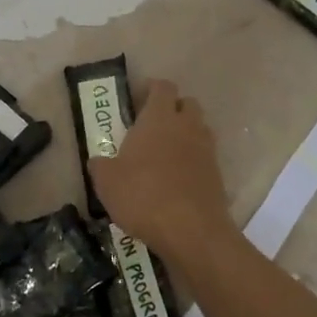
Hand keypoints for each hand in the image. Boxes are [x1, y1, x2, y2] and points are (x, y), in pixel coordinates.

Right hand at [88, 79, 233, 261]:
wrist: (191, 230)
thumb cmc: (143, 196)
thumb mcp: (107, 182)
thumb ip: (101, 165)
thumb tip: (99, 160)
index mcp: (159, 118)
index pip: (162, 86)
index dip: (150, 89)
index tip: (137, 100)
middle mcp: (187, 126)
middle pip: (186, 103)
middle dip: (172, 109)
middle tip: (151, 127)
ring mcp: (206, 149)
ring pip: (198, 128)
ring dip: (184, 134)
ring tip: (164, 155)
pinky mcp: (217, 173)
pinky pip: (204, 156)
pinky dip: (193, 161)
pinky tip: (177, 180)